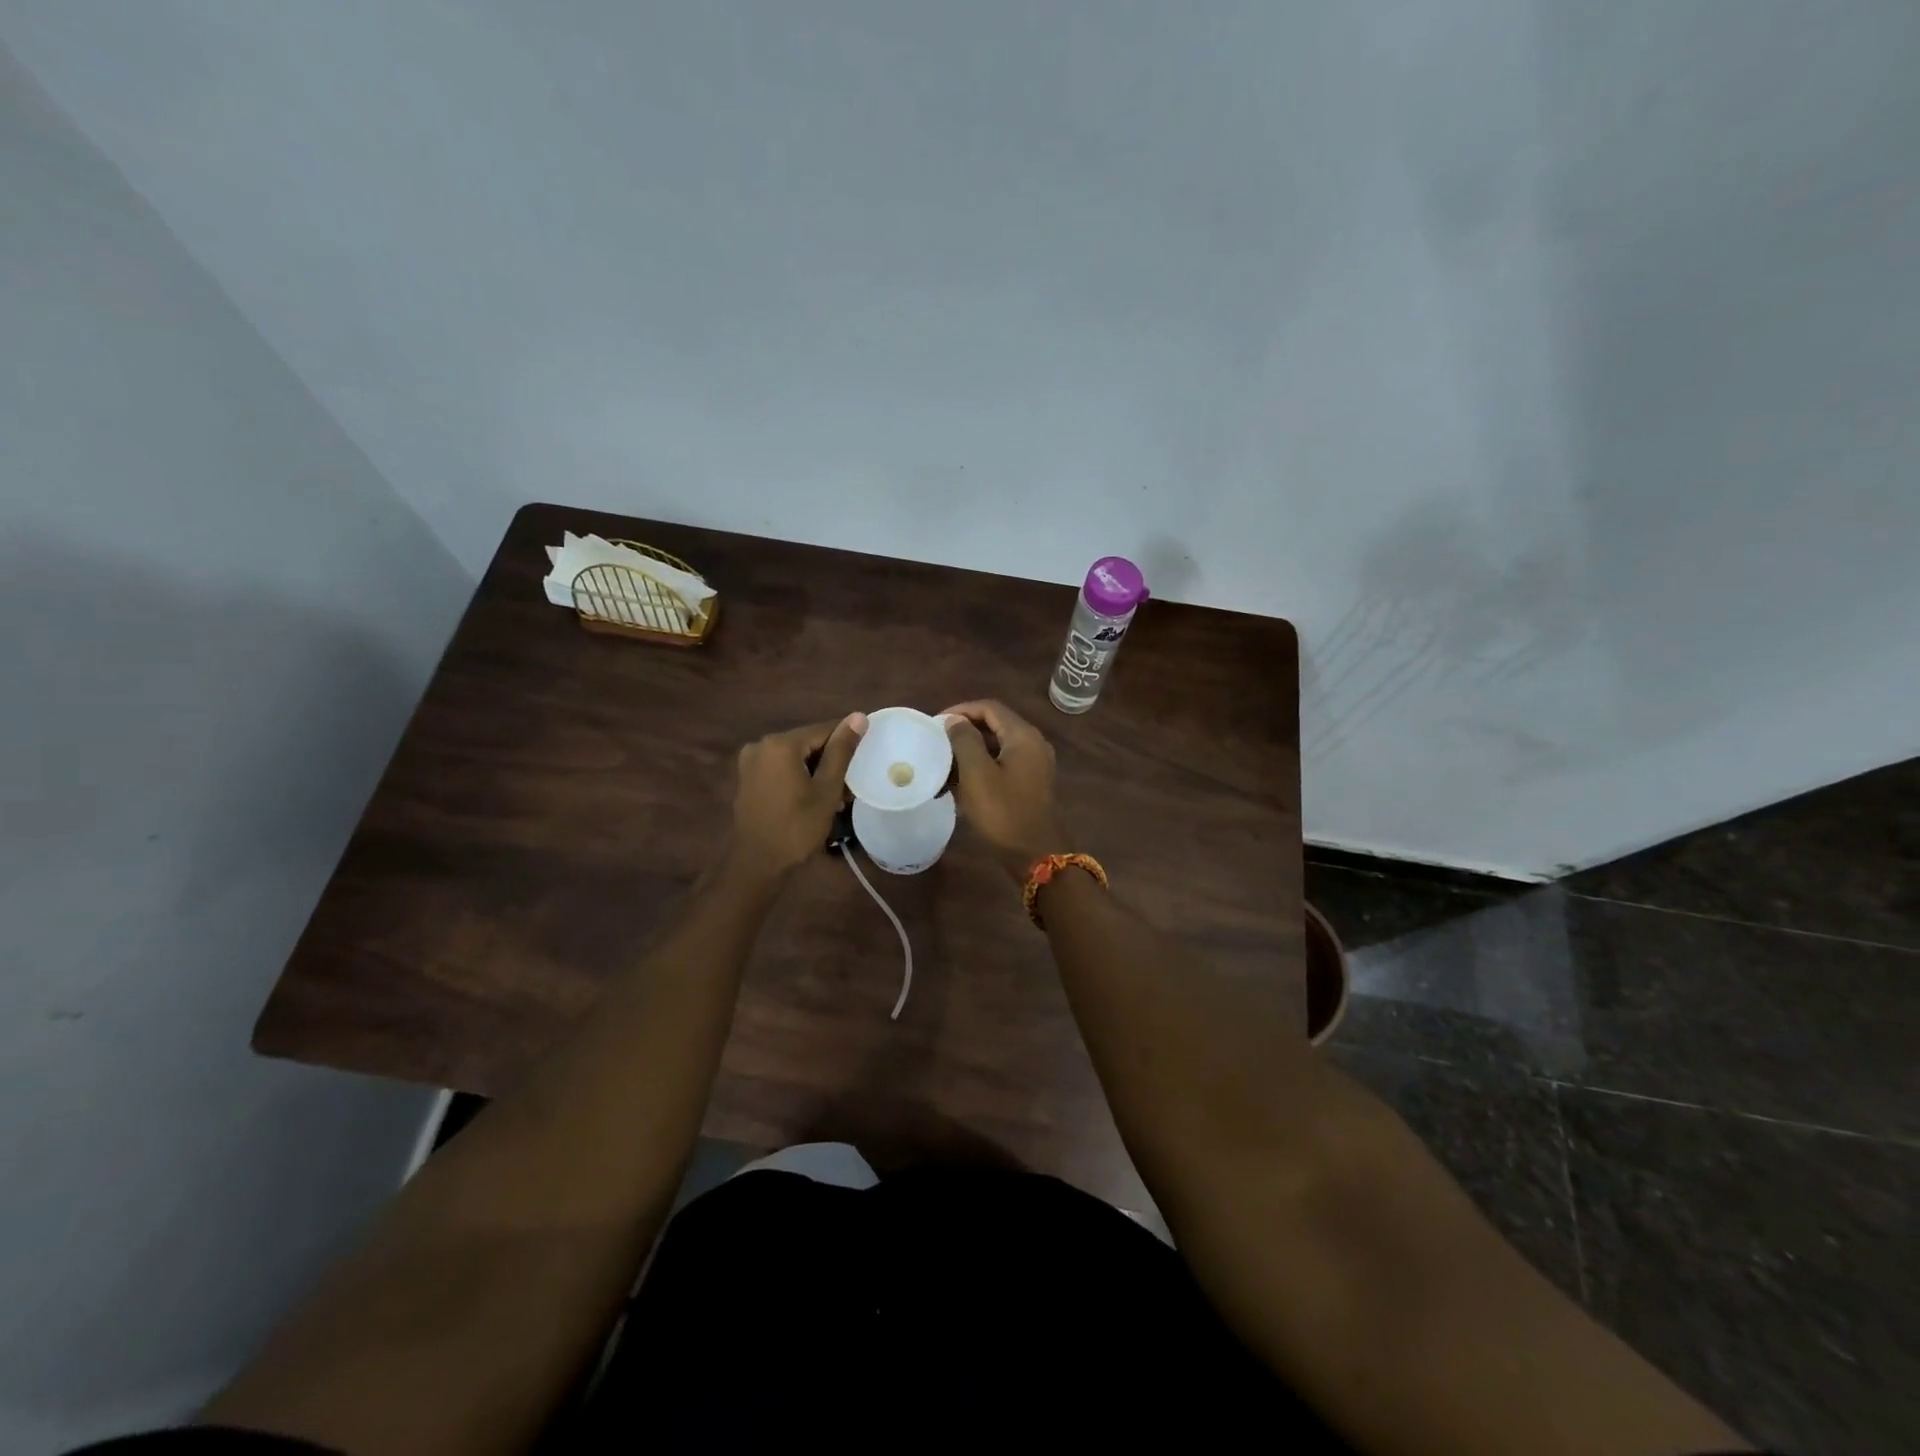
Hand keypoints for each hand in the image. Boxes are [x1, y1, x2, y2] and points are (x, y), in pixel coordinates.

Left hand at [729, 714, 866, 879]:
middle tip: (849, 787)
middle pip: (808, 742)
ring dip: (816, 771)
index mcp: (780, 743)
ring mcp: (751, 761)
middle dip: (830, 761)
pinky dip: (798, 776)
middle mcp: (761, 744)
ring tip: (835, 796)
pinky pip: (781, 767)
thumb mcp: (826, 789)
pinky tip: (811, 797)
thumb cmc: (797, 827)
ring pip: (795, 756)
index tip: (864, 760)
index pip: (824, 729)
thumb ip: (842, 750)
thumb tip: (858, 716)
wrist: (757, 863)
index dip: (847, 743)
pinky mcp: (748, 777)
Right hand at [940, 699, 1064, 880]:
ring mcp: (1034, 765)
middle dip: (964, 730)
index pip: (989, 708)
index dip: (961, 710)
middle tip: (938, 741)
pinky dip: (982, 766)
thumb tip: (956, 720)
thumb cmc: (1002, 812)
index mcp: (1023, 735)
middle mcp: (1033, 744)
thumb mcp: (976, 774)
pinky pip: (1003, 764)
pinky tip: (961, 781)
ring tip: (945, 762)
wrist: (1034, 855)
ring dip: (971, 750)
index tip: (936, 724)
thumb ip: (964, 740)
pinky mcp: (1031, 783)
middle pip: (995, 724)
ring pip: (998, 746)